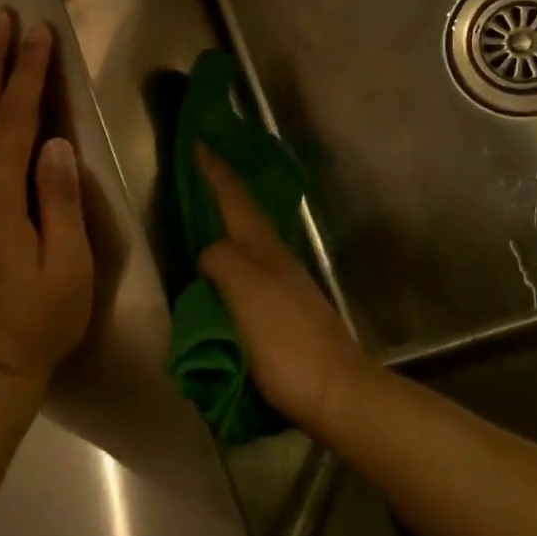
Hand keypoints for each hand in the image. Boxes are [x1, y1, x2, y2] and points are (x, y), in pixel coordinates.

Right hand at [194, 147, 373, 434]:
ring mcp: (286, 285)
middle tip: (200, 176)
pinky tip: (227, 274)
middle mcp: (277, 259)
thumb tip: (209, 254)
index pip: (235, 201)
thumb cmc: (285, 341)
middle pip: (246, 216)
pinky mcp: (288, 311)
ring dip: (230, 224)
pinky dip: (235, 260)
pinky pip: (252, 272)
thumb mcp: (246, 294)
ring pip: (251, 242)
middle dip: (225, 192)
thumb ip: (222, 262)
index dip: (217, 173)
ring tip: (207, 220)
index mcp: (264, 250)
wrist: (336, 390)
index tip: (200, 145)